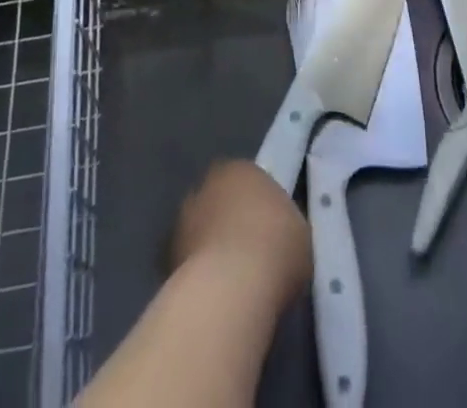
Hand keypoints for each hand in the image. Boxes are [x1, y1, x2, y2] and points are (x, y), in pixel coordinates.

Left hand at [171, 160, 312, 309]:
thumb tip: (276, 237)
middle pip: (221, 201)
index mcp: (242, 168)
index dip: (259, 207)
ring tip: (232, 282)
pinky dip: (199, 273)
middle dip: (230, 222)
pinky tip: (215, 297)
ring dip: (211, 247)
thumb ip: (284, 226)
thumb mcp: (299, 233)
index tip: (269, 232)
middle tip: (249, 254)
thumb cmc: (275, 248)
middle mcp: (208, 183)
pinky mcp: (167, 254)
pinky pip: (190, 261)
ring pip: (202, 229)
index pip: (249, 181)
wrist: (232, 287)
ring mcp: (184, 218)